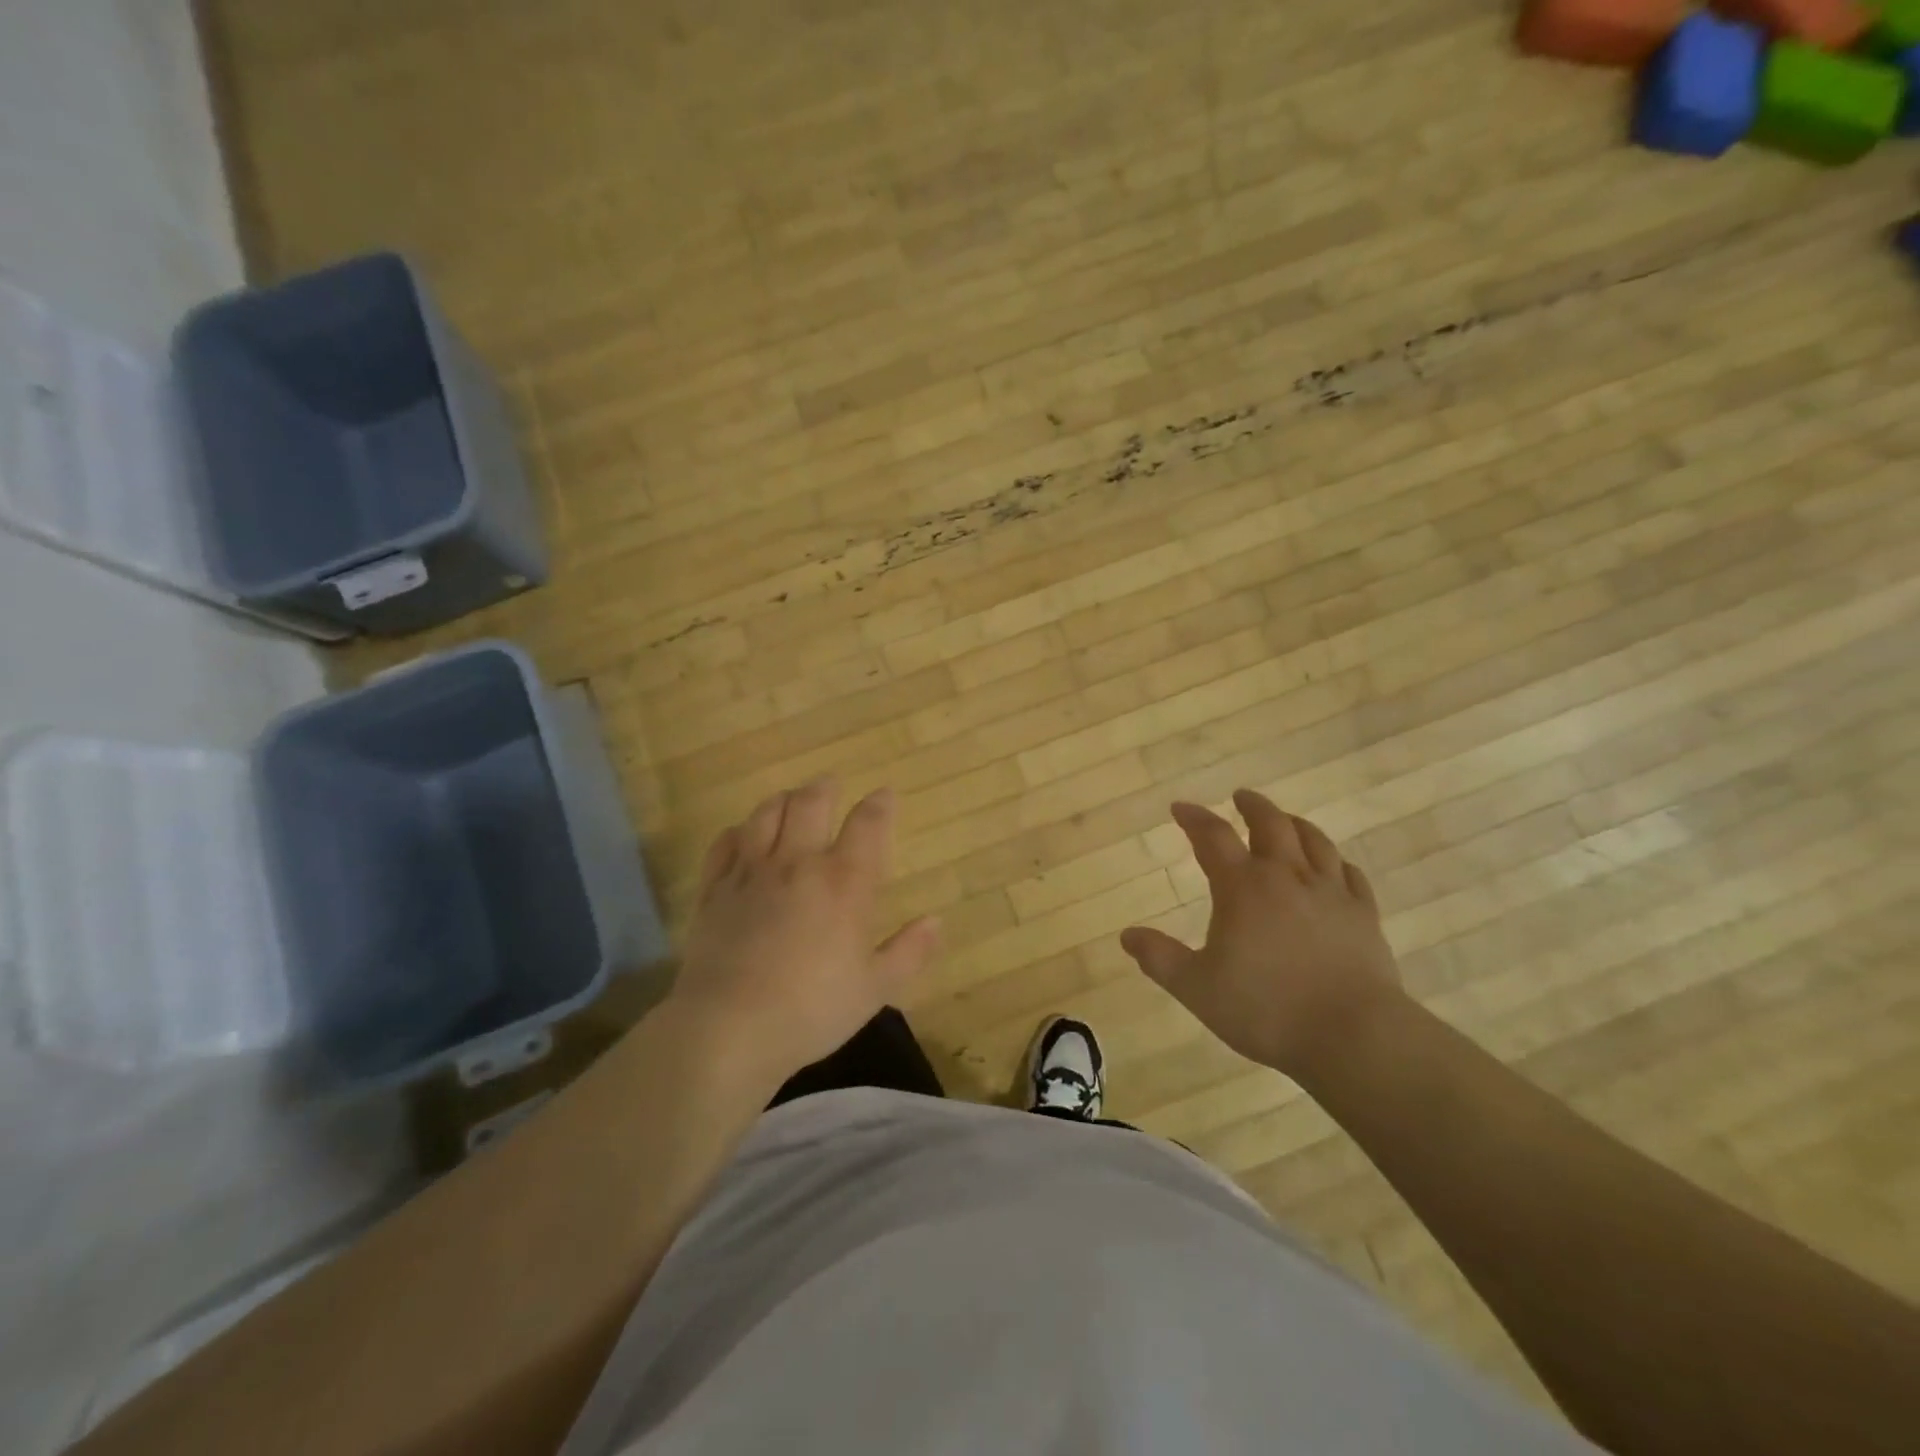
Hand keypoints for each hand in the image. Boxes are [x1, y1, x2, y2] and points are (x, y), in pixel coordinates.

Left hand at [670, 780, 939, 1084]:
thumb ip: (909, 952)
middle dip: (824, 788)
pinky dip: (738, 832)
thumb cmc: (812, 1009)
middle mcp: (798, 863)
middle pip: (810, 803)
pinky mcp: (714, 889)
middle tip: (830, 784)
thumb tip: (936, 921)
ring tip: (790, 799)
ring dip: (782, 800)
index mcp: (844, 882)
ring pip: (765, 814)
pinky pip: (725, 843)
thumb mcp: (875, 989)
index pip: (868, 824)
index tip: (885, 795)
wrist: (729, 1027)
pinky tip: (742, 835)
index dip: (879, 804)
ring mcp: (751, 872)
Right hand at [1119, 789, 1405, 1080]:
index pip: (1212, 837)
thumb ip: (1160, 958)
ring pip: (1314, 841)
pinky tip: (1334, 867)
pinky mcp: (1363, 915)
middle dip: (1252, 806)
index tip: (1180, 808)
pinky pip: (1350, 874)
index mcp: (1242, 887)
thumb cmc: (1266, 1009)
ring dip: (1295, 824)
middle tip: (1240, 797)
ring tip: (1286, 820)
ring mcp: (1330, 893)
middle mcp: (1287, 877)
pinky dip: (1336, 862)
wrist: (1353, 1035)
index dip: (1194, 818)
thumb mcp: (1197, 988)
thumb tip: (1128, 935)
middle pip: (1270, 824)